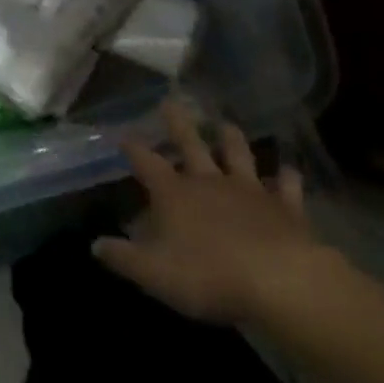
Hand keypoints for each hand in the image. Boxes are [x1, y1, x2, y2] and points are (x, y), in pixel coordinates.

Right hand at [93, 99, 344, 325]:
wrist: (280, 281)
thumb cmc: (208, 276)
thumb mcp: (153, 273)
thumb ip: (123, 257)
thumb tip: (95, 244)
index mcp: (174, 194)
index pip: (147, 163)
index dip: (133, 148)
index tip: (123, 134)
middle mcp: (209, 182)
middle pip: (191, 144)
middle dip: (178, 123)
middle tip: (171, 101)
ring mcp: (250, 190)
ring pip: (238, 155)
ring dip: (231, 139)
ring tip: (226, 124)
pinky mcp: (285, 207)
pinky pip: (286, 186)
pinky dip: (286, 177)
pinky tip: (288, 170)